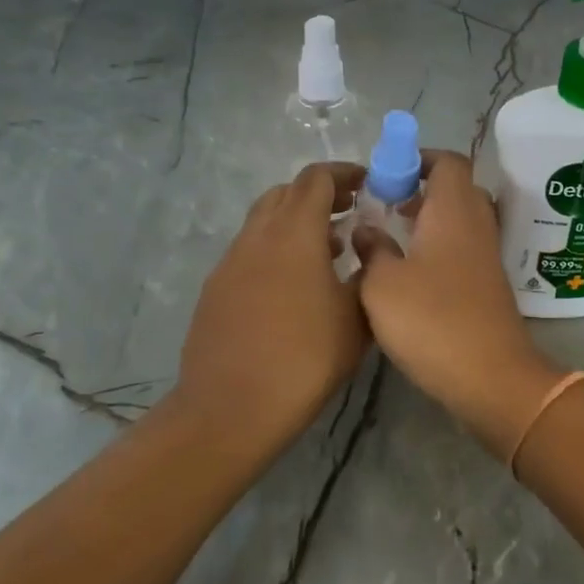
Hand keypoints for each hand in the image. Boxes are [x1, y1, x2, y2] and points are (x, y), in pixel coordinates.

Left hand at [172, 163, 369, 462]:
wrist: (231, 409)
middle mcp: (257, 237)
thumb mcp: (357, 317)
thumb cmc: (305, 358)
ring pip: (264, 220)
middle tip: (350, 213)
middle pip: (286, 192)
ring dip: (296, 221)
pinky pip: (250, 250)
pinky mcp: (215, 289)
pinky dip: (276, 248)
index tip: (368, 184)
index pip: (316, 179)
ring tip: (328, 250)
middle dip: (320, 195)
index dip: (344, 173)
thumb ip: (367, 273)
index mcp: (294, 233)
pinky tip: (294, 286)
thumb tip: (366, 250)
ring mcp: (230, 262)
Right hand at [353, 150, 563, 459]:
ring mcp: (487, 255)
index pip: (448, 162)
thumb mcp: (382, 284)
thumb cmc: (431, 320)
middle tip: (386, 205)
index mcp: (454, 210)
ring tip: (392, 238)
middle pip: (457, 188)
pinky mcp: (489, 284)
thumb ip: (372, 249)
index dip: (419, 159)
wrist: (490, 375)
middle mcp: (477, 224)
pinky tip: (411, 273)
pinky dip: (440, 247)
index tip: (388, 174)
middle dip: (422, 189)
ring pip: (461, 220)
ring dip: (430, 220)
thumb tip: (367, 229)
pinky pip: (464, 248)